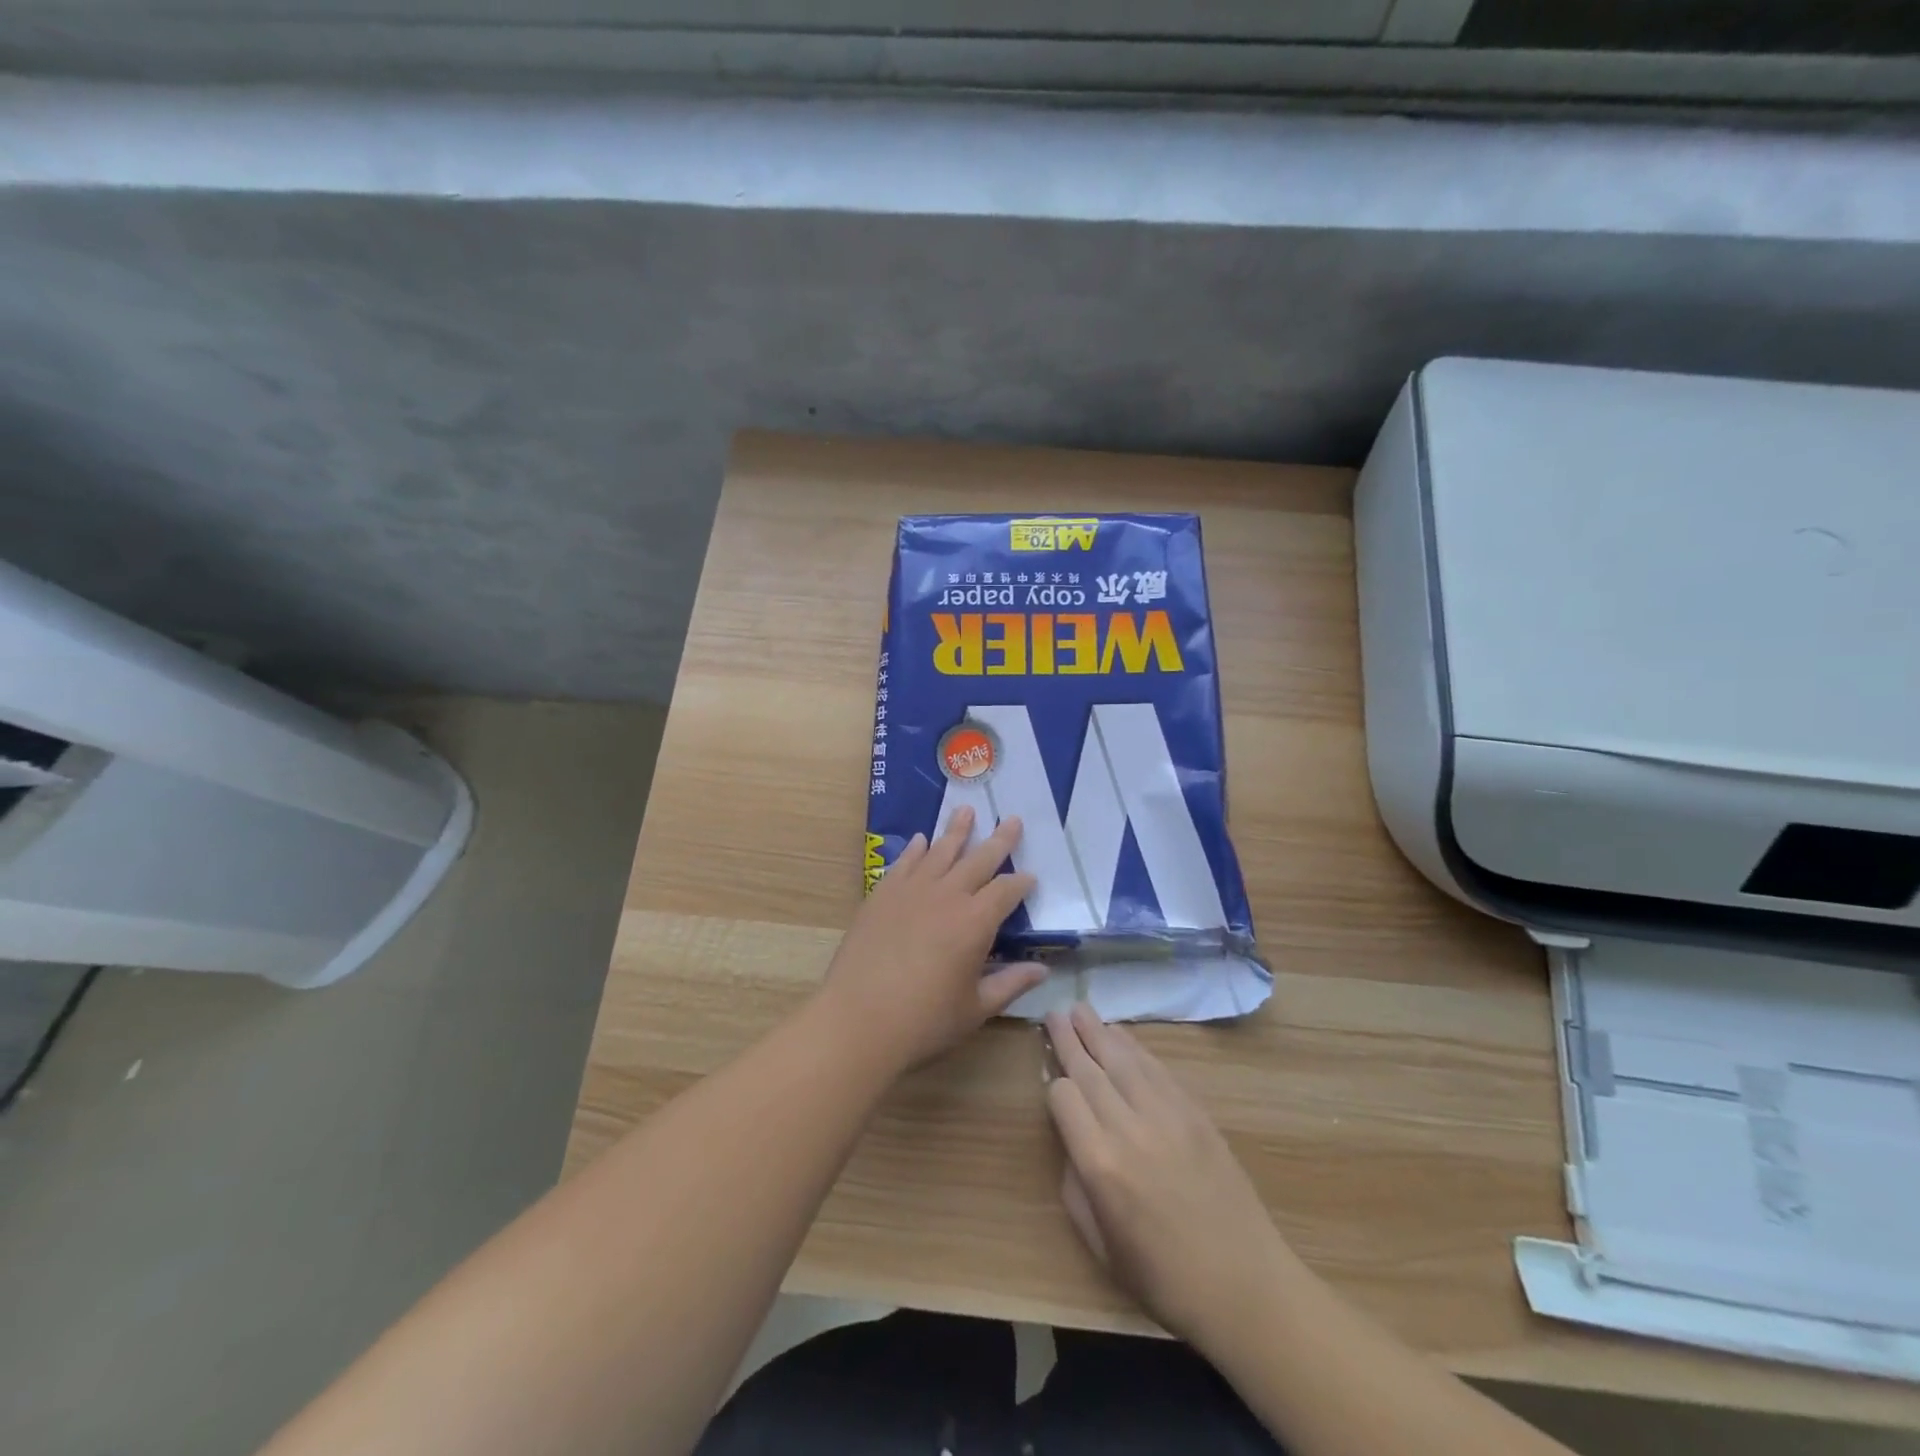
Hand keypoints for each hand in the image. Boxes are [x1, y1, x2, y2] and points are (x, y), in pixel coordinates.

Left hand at [819, 806, 1046, 1072]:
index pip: (1006, 891)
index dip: (1022, 883)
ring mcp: (912, 891)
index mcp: (976, 922)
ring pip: (940, 852)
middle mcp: (947, 896)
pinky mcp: (882, 895)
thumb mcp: (975, 1009)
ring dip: (956, 831)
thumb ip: (1010, 984)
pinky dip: (915, 850)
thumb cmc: (923, 1021)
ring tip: (966, 810)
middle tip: (1011, 819)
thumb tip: (1042, 970)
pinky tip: (921, 840)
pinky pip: (904, 863)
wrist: (858, 1019)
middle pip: (979, 860)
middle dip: (999, 840)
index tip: (1031, 877)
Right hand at [1045, 1002, 1294, 1352]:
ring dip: (1099, 1031)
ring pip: (1123, 1058)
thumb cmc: (1164, 1277)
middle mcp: (1129, 1127)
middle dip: (1069, 1038)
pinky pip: (1157, 1068)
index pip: (1064, 1098)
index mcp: (1100, 1164)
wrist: (1245, 1285)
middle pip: (1090, 1068)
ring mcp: (1166, 1114)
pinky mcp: (1194, 1111)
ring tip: (1080, 1009)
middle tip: (1054, 1012)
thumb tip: (1074, 1142)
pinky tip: (1121, 1036)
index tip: (1053, 1088)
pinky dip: (1135, 1048)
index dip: (1054, 1088)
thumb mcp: (1101, 1245)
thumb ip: (1076, 1186)